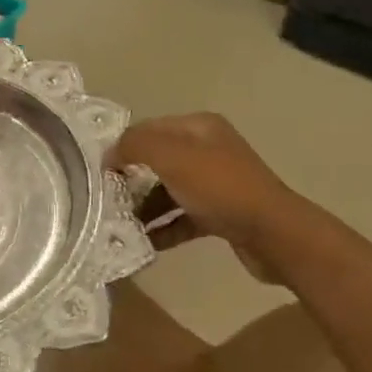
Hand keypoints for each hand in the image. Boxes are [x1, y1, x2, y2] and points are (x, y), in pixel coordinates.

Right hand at [113, 114, 300, 277]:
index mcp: (199, 127)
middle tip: (105, 199)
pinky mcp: (220, 215)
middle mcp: (208, 150)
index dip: (124, 145)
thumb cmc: (220, 188)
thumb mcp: (173, 157)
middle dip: (131, 179)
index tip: (98, 170)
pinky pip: (182, 218)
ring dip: (144, 207)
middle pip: (158, 161)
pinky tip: (143, 244)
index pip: (150, 128)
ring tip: (118, 225)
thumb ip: (136, 146)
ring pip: (169, 191)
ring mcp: (216, 184)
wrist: (273, 233)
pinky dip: (163, 228)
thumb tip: (110, 154)